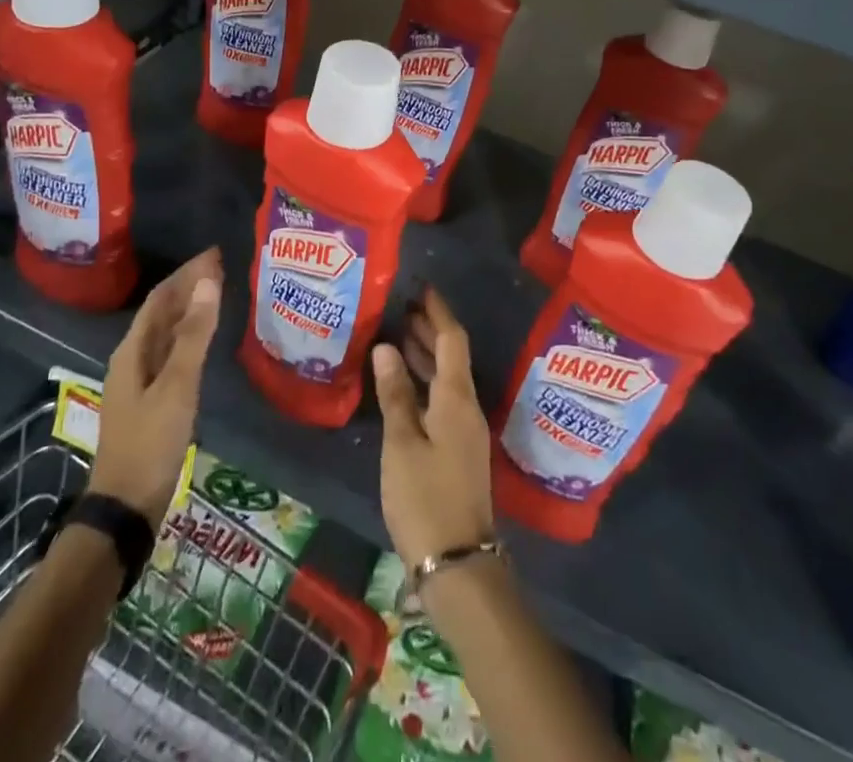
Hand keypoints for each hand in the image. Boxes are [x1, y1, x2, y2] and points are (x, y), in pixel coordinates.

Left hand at [90, 248, 222, 527]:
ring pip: (167, 332)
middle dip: (190, 286)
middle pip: (163, 312)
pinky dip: (190, 336)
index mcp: (132, 350)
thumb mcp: (177, 385)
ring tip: (219, 292)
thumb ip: (194, 334)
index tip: (216, 254)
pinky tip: (205, 339)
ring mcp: (141, 381)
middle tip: (224, 267)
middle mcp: (133, 359)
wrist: (126, 508)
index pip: (161, 297)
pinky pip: (172, 352)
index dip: (187, 273)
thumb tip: (209, 281)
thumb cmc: (150, 442)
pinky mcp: (152, 400)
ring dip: (191, 309)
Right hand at [370, 287, 494, 571]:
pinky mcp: (457, 450)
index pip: (452, 339)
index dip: (438, 311)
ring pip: (445, 378)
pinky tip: (401, 384)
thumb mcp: (403, 443)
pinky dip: (423, 382)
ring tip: (396, 334)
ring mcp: (464, 430)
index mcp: (457, 397)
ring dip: (424, 355)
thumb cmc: (425, 497)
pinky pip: (442, 399)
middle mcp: (466, 407)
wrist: (458, 564)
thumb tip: (385, 346)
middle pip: (450, 356)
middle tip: (400, 306)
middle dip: (428, 329)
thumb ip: (395, 393)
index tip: (420, 288)